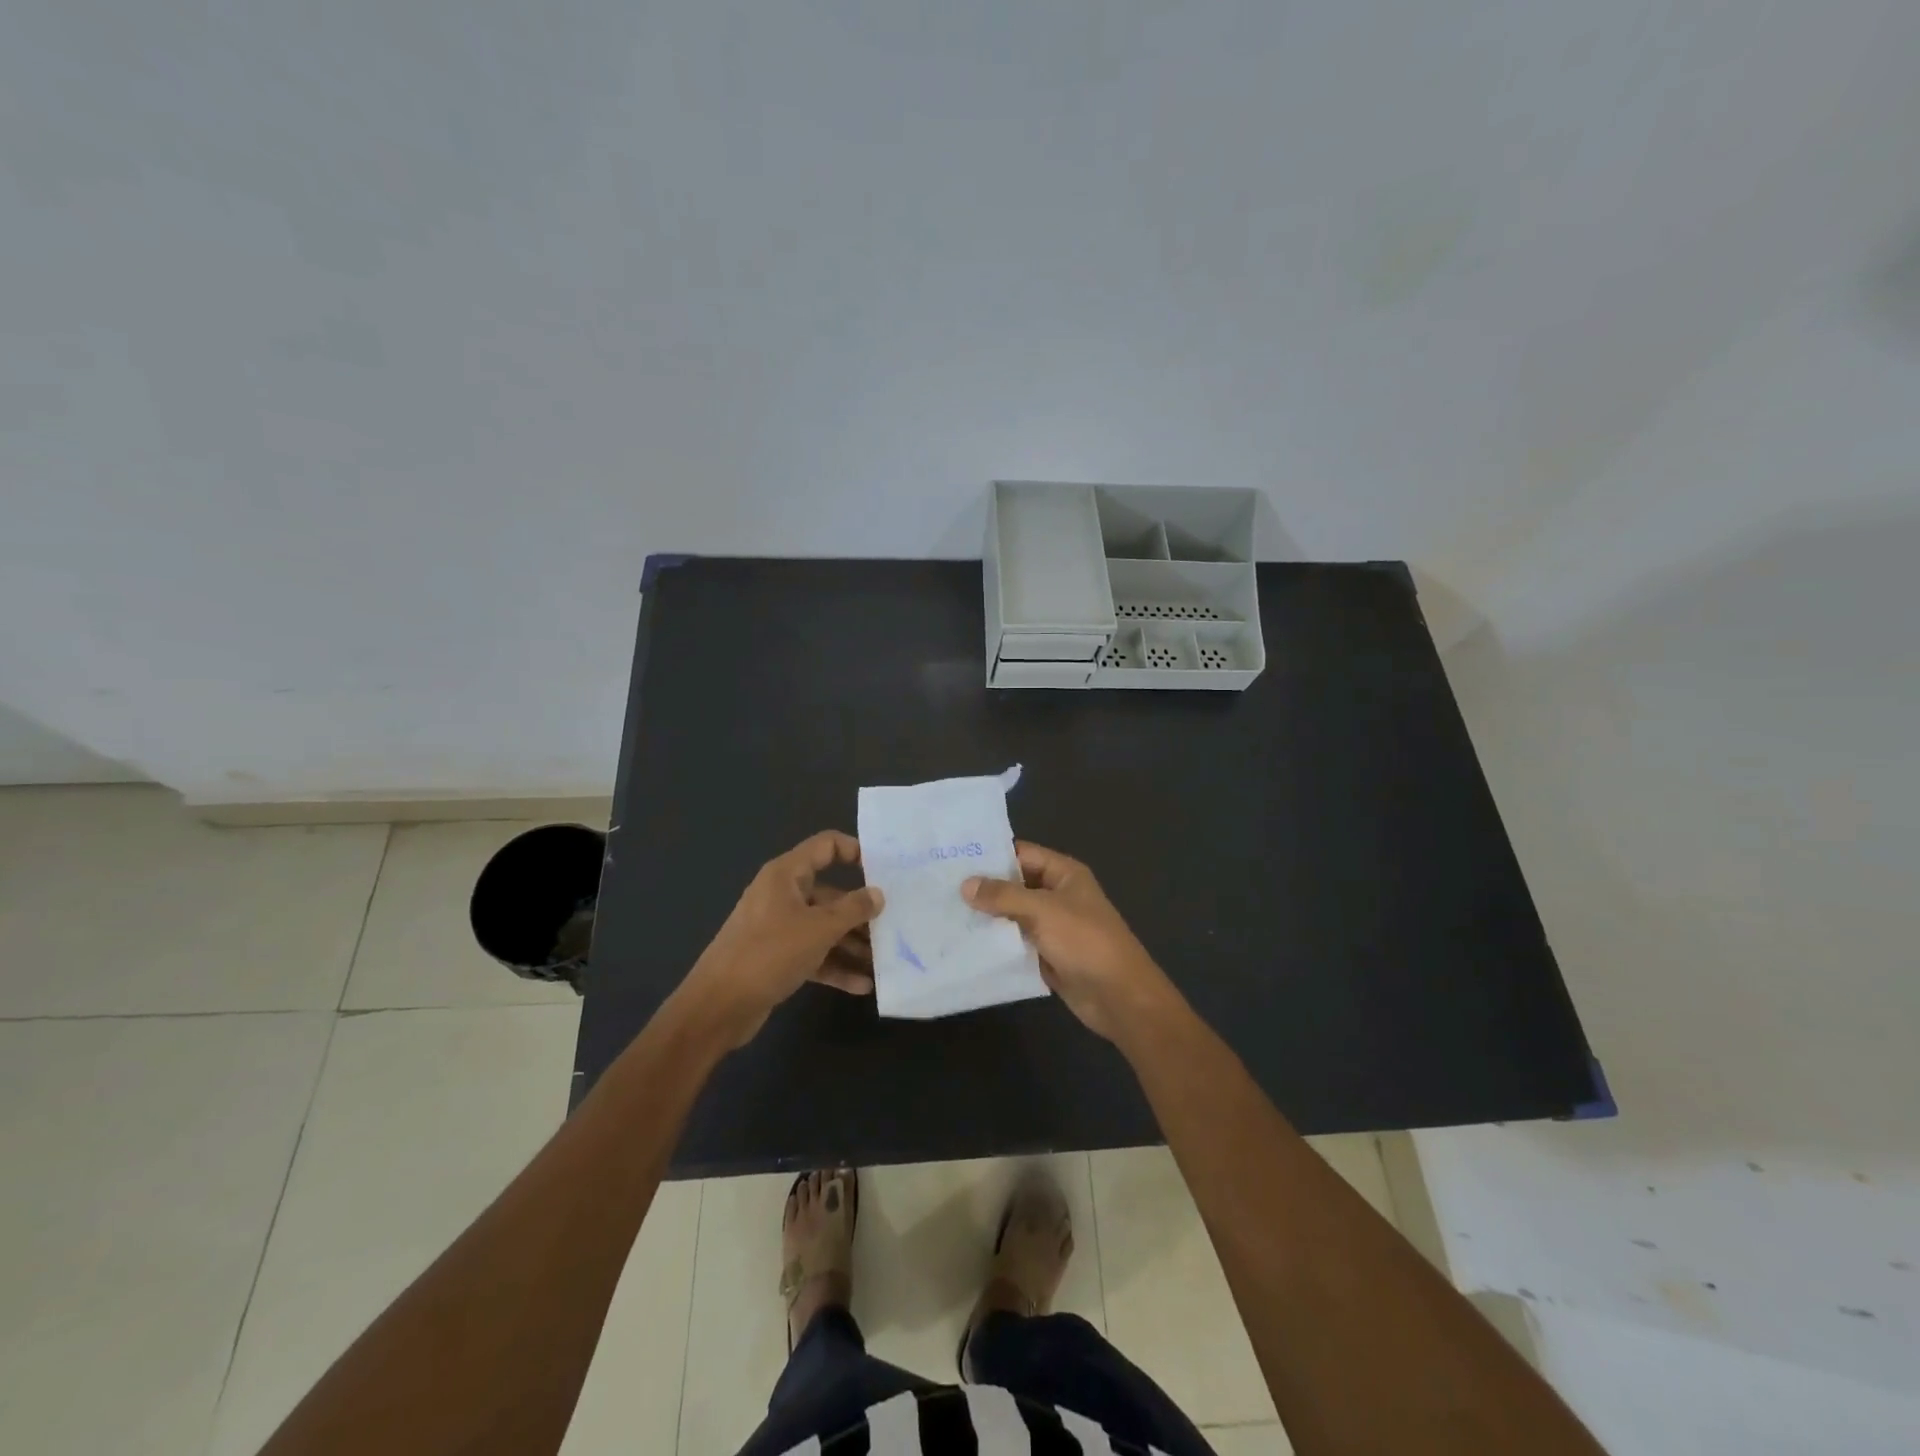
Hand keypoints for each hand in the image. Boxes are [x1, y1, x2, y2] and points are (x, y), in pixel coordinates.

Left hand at [681, 831, 883, 1046]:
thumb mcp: (819, 929)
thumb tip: (878, 894)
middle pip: (830, 893)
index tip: (885, 869)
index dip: (855, 851)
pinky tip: (863, 984)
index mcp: (786, 875)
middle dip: (861, 911)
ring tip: (884, 960)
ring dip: (852, 943)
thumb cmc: (769, 954)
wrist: (718, 1007)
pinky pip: (814, 954)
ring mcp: (779, 928)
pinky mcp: (777, 958)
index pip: (825, 846)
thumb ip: (853, 909)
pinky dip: (836, 966)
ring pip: (824, 927)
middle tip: (894, 923)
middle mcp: (782, 895)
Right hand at [963, 841, 1173, 1040]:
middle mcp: (1058, 895)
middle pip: (1015, 885)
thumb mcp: (1043, 910)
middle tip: (939, 888)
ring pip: (1012, 916)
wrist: (1118, 996)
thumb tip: (965, 884)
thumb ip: (1003, 896)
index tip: (952, 859)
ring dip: (986, 917)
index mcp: (1064, 874)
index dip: (991, 855)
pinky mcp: (1046, 955)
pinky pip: (1016, 943)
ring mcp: (1052, 927)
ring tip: (944, 914)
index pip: (1022, 854)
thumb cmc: (1084, 941)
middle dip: (983, 888)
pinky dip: (996, 943)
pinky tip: (964, 944)